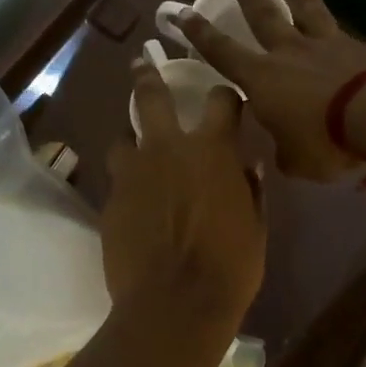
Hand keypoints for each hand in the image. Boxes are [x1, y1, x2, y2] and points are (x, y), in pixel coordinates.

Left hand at [101, 58, 265, 327]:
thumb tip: (249, 167)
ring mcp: (132, 173)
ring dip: (131, 139)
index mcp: (212, 150)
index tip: (225, 98)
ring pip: (123, 138)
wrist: (173, 303)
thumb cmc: (230, 267)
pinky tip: (132, 198)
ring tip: (133, 149)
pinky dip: (126, 181)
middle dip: (146, 75)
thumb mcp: (255, 227)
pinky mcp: (110, 200)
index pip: (221, 101)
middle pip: (150, 96)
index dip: (225, 96)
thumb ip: (251, 190)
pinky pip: (117, 179)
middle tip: (140, 63)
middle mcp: (168, 148)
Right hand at [177, 0, 365, 181]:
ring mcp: (331, 48)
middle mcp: (292, 53)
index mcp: (263, 78)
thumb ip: (285, 153)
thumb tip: (285, 153)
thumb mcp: (295, 160)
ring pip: (315, 16)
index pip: (222, 52)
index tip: (183, 11)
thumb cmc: (323, 140)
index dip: (200, 33)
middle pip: (265, 16)